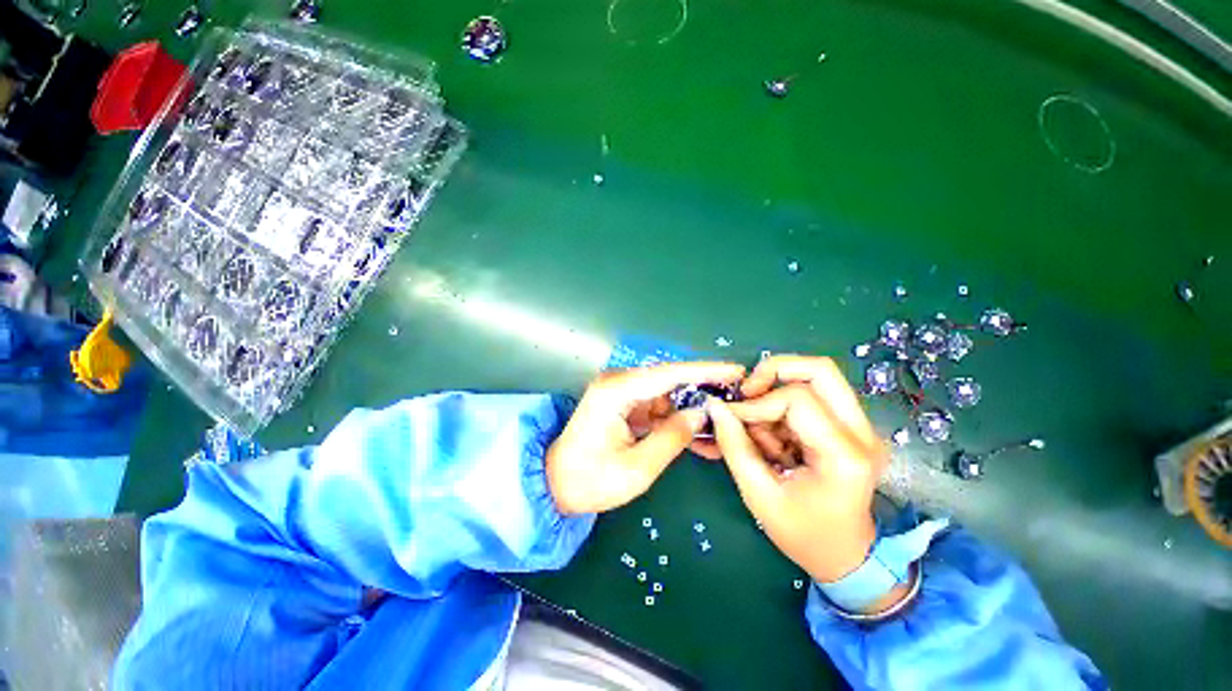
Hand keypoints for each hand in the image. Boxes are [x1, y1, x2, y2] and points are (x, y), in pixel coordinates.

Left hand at [547, 362, 745, 513]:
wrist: (555, 485)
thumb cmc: (590, 480)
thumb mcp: (637, 468)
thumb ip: (673, 437)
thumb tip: (701, 414)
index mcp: (616, 391)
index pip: (668, 374)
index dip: (705, 371)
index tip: (735, 370)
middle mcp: (618, 383)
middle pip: (670, 380)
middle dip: (703, 390)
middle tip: (735, 400)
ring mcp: (620, 392)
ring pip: (667, 395)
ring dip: (691, 411)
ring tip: (718, 430)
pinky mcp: (624, 404)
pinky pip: (658, 407)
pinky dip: (676, 420)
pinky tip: (697, 436)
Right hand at [708, 356, 886, 583]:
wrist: (848, 558)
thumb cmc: (804, 535)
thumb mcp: (760, 496)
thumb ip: (735, 447)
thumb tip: (715, 407)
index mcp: (844, 455)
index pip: (797, 399)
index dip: (756, 403)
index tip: (730, 418)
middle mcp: (861, 433)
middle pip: (820, 369)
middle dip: (774, 371)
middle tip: (747, 392)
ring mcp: (861, 428)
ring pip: (815, 378)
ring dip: (776, 394)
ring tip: (759, 428)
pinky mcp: (851, 427)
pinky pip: (812, 396)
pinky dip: (783, 408)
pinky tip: (772, 436)